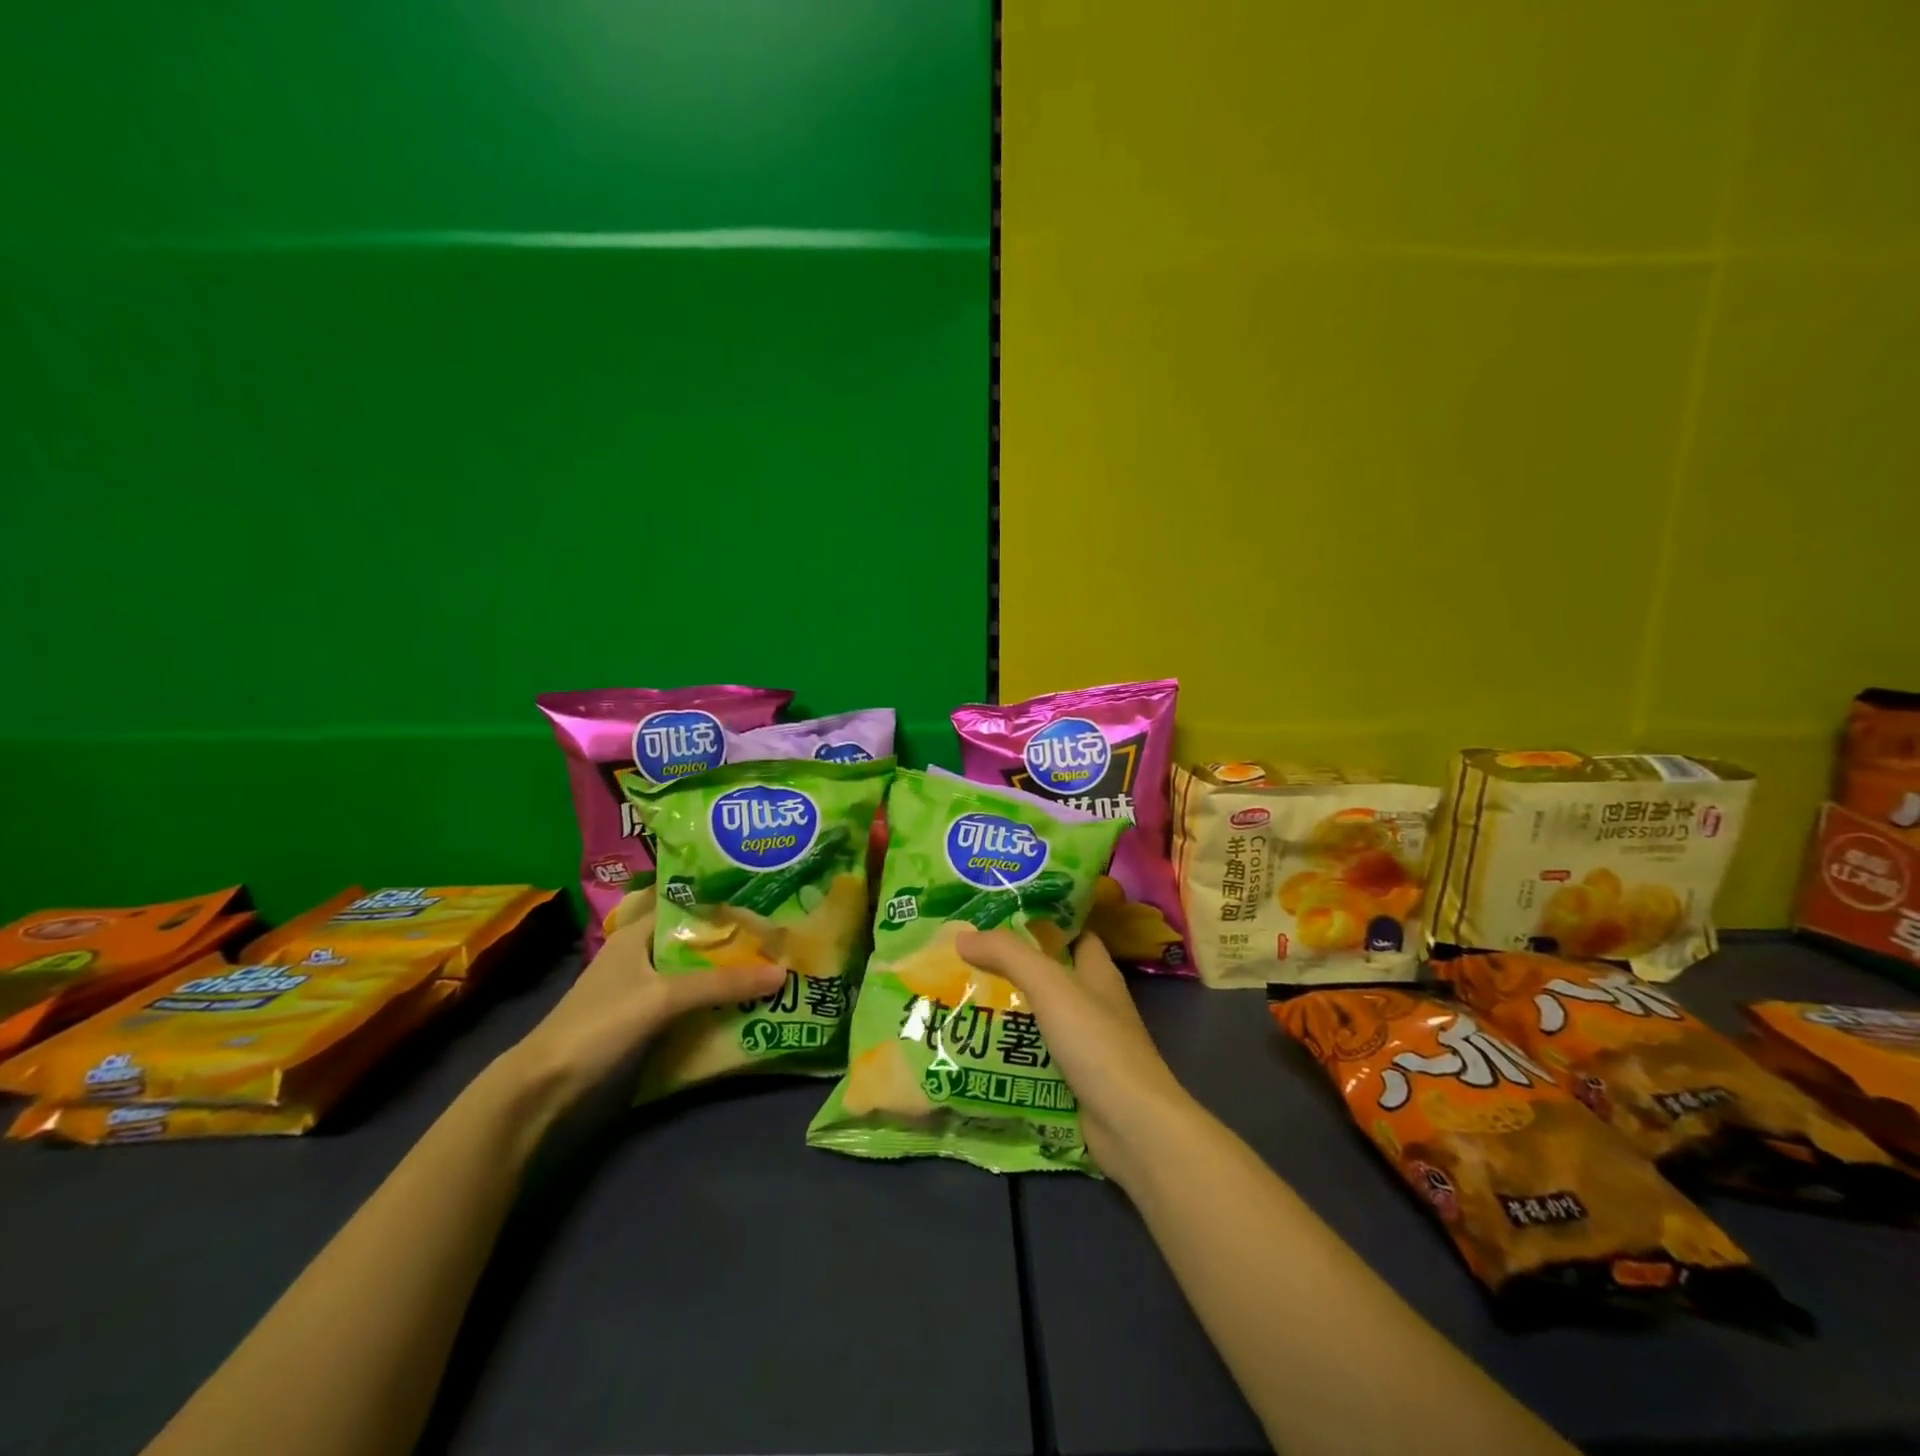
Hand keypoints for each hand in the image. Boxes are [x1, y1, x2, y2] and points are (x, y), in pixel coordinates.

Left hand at [503, 908, 783, 1111]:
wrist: (546, 1087)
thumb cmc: (601, 1023)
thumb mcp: (664, 997)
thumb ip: (722, 984)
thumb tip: (782, 973)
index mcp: (637, 932)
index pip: (687, 901)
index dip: (723, 898)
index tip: (764, 895)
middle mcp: (640, 952)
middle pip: (694, 938)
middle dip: (733, 937)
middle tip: (779, 934)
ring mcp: (641, 986)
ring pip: (692, 969)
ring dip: (724, 970)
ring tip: (771, 964)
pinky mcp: (642, 1017)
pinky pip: (687, 997)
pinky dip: (712, 997)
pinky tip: (742, 1001)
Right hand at [955, 929, 1199, 1187]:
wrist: (1131, 1125)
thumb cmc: (1096, 1043)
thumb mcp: (1050, 986)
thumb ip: (1008, 955)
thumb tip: (963, 936)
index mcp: (1098, 971)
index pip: (1072, 932)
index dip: (1042, 921)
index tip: (1000, 916)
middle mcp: (1094, 1002)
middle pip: (1050, 975)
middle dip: (1012, 968)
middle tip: (967, 960)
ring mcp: (1086, 1044)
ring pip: (1040, 1018)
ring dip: (1007, 1011)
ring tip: (961, 1000)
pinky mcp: (1075, 1079)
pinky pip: (1036, 1056)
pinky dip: (1012, 1052)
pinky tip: (978, 1048)